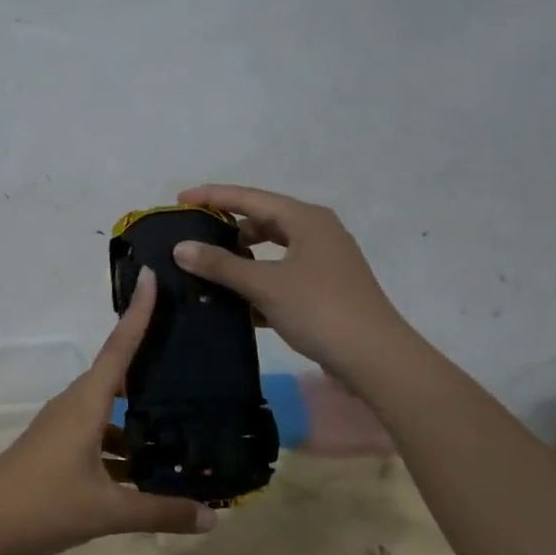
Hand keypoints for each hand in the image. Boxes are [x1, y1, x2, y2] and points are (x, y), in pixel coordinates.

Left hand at [0, 271, 215, 554]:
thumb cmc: (43, 506)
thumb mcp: (108, 511)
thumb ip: (161, 512)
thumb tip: (213, 519)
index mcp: (86, 404)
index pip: (118, 347)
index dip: (138, 312)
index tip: (150, 275)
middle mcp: (72, 406)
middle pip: (115, 373)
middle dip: (148, 362)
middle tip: (188, 352)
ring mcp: (59, 427)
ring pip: (105, 407)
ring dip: (135, 412)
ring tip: (179, 420)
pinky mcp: (53, 447)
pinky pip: (94, 431)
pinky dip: (119, 441)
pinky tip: (142, 467)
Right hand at [170, 184, 405, 375]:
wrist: (374, 358)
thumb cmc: (320, 309)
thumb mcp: (265, 284)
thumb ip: (221, 264)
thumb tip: (180, 247)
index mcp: (306, 220)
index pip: (250, 198)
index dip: (213, 196)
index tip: (180, 200)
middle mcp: (317, 233)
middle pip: (263, 221)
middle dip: (227, 228)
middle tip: (192, 237)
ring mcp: (323, 263)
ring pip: (272, 252)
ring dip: (241, 259)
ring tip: (207, 270)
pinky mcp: (324, 291)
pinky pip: (281, 277)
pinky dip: (257, 283)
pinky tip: (233, 303)